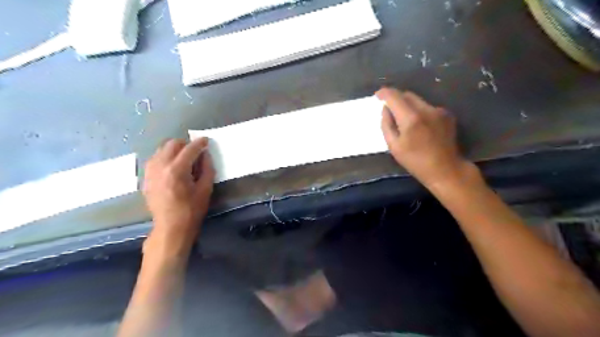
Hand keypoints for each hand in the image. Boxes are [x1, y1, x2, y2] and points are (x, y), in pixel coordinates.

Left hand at [142, 137, 215, 255]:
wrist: (170, 227)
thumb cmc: (191, 210)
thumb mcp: (205, 189)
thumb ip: (207, 169)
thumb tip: (205, 154)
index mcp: (177, 170)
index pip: (189, 149)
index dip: (199, 143)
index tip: (206, 140)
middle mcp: (160, 167)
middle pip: (172, 144)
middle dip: (185, 144)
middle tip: (195, 152)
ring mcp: (150, 172)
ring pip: (161, 149)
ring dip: (174, 150)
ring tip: (183, 159)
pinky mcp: (146, 177)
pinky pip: (155, 159)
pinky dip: (165, 158)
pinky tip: (172, 167)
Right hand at [377, 89, 475, 189]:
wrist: (445, 169)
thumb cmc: (415, 161)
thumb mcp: (394, 146)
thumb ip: (386, 125)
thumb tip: (385, 109)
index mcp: (411, 118)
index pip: (394, 96)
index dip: (384, 93)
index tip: (377, 95)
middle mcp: (426, 109)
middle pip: (407, 95)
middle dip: (396, 99)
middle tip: (389, 110)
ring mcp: (439, 111)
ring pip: (418, 100)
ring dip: (408, 106)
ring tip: (405, 121)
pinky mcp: (447, 114)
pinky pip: (427, 107)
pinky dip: (419, 112)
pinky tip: (420, 126)